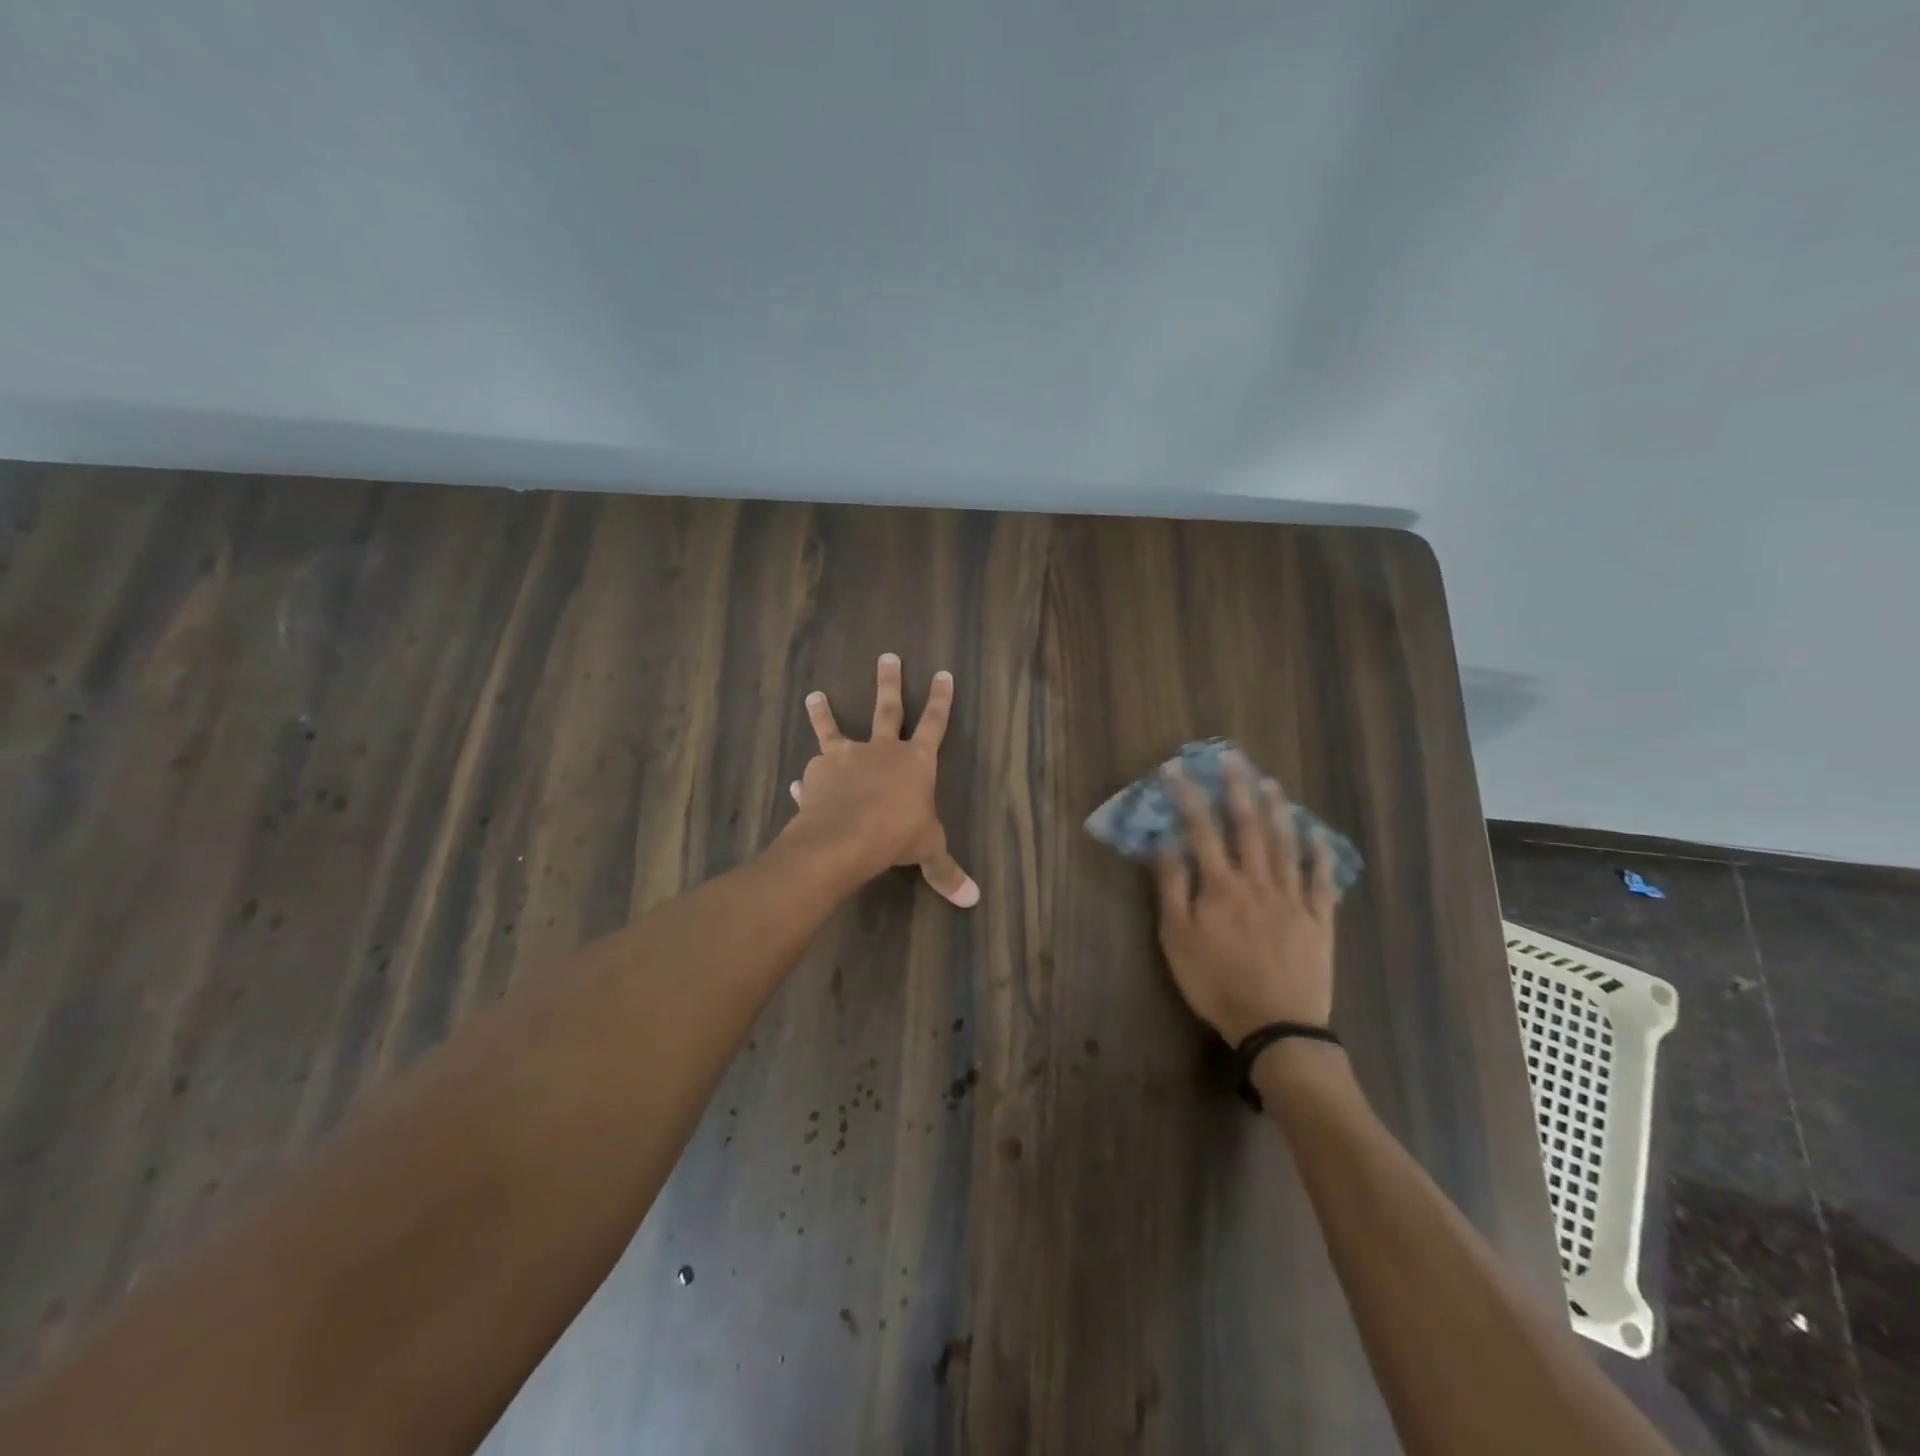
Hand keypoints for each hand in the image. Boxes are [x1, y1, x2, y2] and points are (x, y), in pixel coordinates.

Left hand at [784, 653, 978, 907]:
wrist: (844, 837)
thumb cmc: (896, 836)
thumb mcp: (928, 852)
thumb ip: (946, 872)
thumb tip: (972, 900)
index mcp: (916, 761)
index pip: (934, 723)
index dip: (941, 699)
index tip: (942, 673)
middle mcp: (881, 750)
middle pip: (887, 708)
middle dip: (889, 682)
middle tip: (887, 656)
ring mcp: (846, 757)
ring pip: (835, 728)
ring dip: (824, 712)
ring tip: (814, 695)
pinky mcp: (818, 773)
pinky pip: (812, 772)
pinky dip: (807, 779)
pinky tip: (797, 783)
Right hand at [1152, 752, 1337, 1045]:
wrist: (1277, 1027)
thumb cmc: (1216, 983)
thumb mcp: (1177, 939)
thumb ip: (1172, 888)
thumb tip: (1165, 843)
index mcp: (1221, 886)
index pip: (1201, 830)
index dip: (1189, 796)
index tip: (1177, 768)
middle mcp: (1258, 881)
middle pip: (1248, 827)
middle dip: (1238, 789)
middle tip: (1233, 757)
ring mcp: (1293, 898)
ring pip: (1285, 845)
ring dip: (1277, 811)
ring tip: (1270, 782)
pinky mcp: (1319, 920)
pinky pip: (1321, 880)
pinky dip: (1319, 854)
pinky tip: (1317, 834)